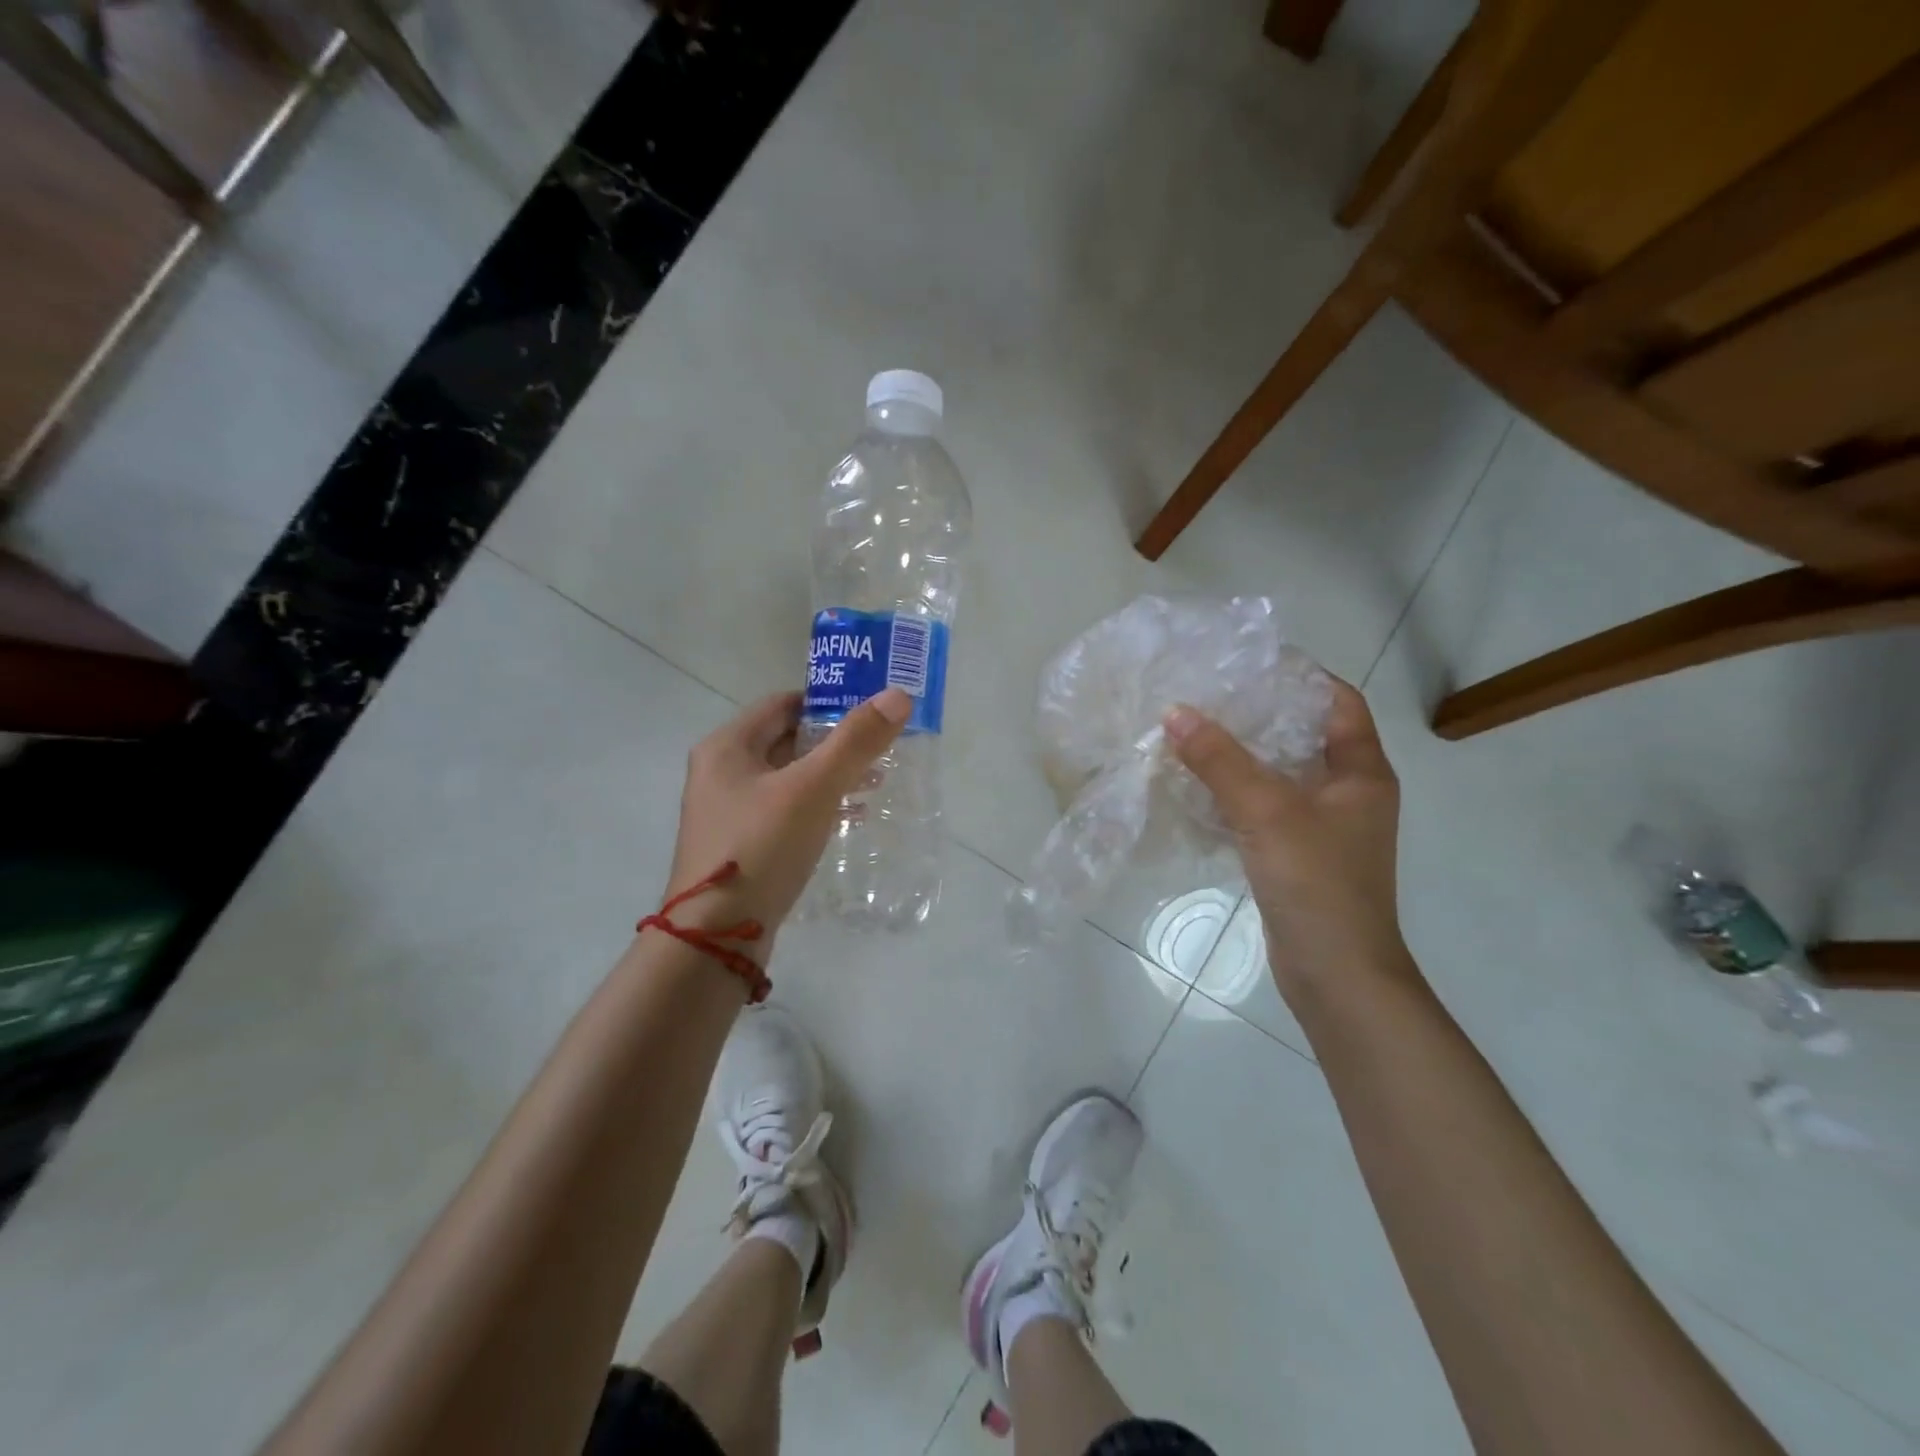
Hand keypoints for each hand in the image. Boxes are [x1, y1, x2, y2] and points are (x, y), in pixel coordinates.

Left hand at [664, 687, 910, 935]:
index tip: (871, 710)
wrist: (716, 937)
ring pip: (788, 778)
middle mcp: (721, 772)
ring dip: (830, 775)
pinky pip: (785, 811)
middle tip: (881, 747)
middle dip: (835, 742)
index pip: (783, 703)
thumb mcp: (812, 789)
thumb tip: (897, 696)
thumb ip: (855, 742)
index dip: (828, 701)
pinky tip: (850, 817)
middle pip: (786, 740)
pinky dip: (817, 806)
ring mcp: (728, 811)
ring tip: (876, 781)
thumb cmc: (761, 848)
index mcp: (727, 746)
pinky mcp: (740, 845)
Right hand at [1165, 679, 1409, 991]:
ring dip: (1241, 754)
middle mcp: (1348, 792)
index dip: (1299, 675)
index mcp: (1361, 772)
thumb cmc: (1317, 884)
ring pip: (1280, 773)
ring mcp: (1324, 826)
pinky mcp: (1298, 854)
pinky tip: (1196, 785)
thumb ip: (1220, 761)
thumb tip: (1175, 712)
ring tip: (1192, 730)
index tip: (1247, 662)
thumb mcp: (1267, 812)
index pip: (1338, 701)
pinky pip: (1265, 808)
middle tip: (1207, 693)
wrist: (1337, 975)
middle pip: (1304, 734)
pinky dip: (1235, 793)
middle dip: (1259, 712)